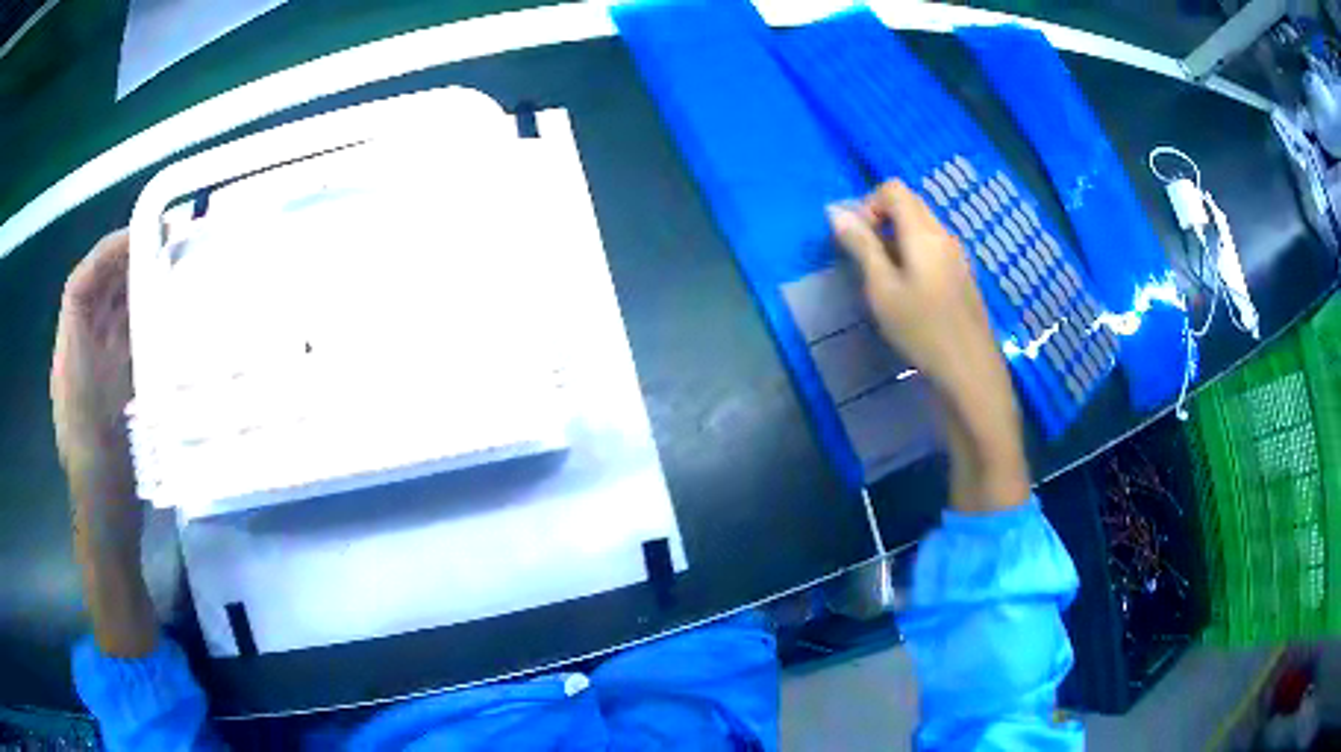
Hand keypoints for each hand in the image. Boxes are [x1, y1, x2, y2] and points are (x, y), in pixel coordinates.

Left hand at [52, 230, 138, 542]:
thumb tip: (136, 317)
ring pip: (111, 317)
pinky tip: (164, 317)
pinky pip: (125, 343)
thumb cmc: (100, 461)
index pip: (80, 285)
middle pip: (97, 296)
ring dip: (134, 290)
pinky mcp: (114, 392)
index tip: (140, 234)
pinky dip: (142, 322)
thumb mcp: (96, 405)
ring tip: (167, 272)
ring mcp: (97, 374)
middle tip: (162, 246)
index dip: (106, 253)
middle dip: (124, 264)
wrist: (106, 512)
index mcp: (71, 352)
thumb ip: (113, 356)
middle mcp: (81, 354)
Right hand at [827, 181, 1001, 396]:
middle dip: (881, 219)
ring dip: (897, 238)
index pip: (893, 189)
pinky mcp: (963, 275)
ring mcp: (958, 255)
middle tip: (868, 259)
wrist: (970, 371)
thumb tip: (836, 212)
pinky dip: (914, 253)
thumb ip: (861, 246)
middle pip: (910, 203)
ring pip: (922, 226)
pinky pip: (934, 247)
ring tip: (886, 279)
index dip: (868, 204)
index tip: (858, 240)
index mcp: (923, 232)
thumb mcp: (882, 289)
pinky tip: (910, 292)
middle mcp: (944, 234)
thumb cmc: (922, 330)